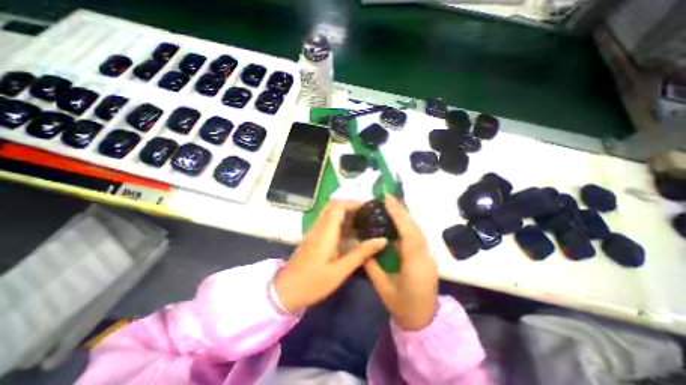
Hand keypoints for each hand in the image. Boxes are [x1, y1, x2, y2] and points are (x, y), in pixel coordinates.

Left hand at [275, 199, 390, 313]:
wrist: (286, 291)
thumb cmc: (314, 282)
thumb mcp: (341, 270)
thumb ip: (361, 253)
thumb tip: (382, 240)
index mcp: (326, 231)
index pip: (339, 206)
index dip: (354, 203)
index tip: (369, 208)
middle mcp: (319, 227)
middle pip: (333, 206)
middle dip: (350, 206)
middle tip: (366, 214)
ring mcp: (314, 231)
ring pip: (329, 213)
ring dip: (345, 213)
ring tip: (361, 221)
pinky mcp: (312, 237)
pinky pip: (327, 222)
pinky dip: (339, 221)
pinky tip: (349, 233)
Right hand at [365, 196, 438, 329]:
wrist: (424, 321)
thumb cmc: (402, 307)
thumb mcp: (383, 288)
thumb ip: (372, 266)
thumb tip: (364, 246)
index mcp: (414, 266)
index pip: (408, 234)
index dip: (398, 215)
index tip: (387, 201)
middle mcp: (425, 257)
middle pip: (414, 228)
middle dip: (401, 210)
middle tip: (387, 197)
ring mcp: (428, 255)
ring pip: (417, 230)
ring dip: (404, 215)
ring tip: (391, 204)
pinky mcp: (426, 256)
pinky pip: (416, 235)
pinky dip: (407, 224)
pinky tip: (398, 218)